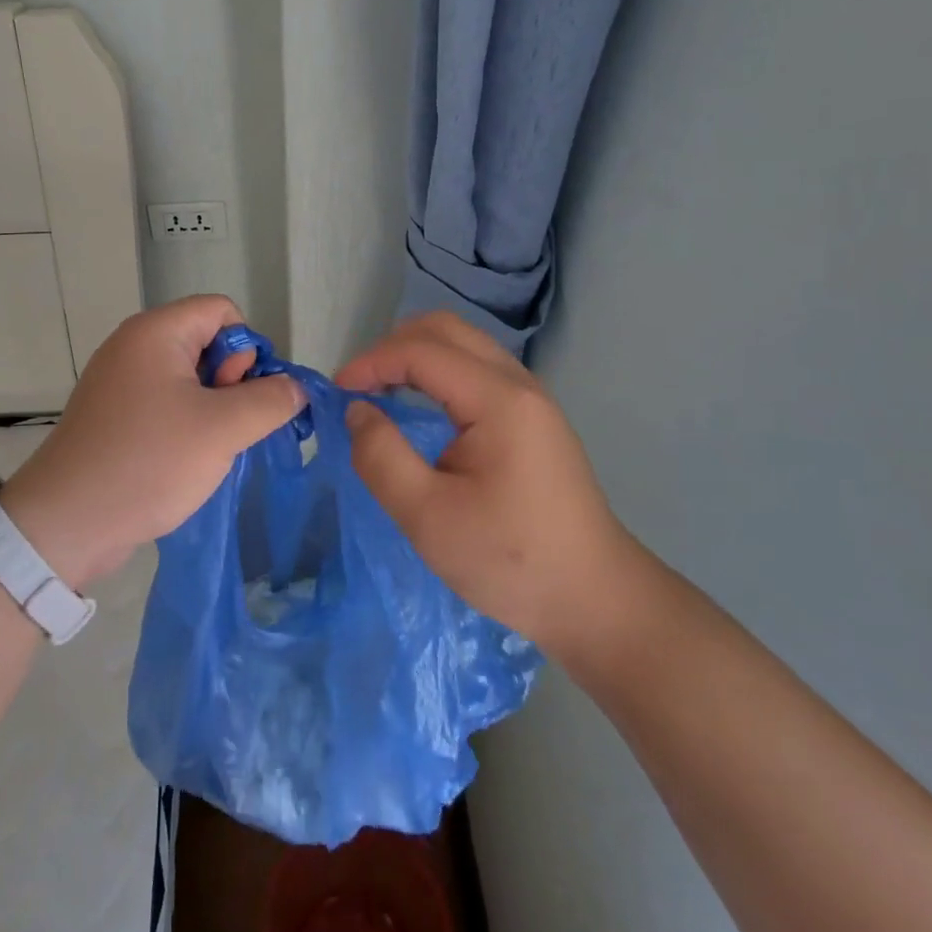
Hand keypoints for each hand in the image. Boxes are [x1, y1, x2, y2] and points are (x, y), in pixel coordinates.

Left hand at [1, 296, 302, 586]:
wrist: (66, 523)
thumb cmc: (149, 462)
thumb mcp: (223, 429)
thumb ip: (271, 400)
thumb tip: (294, 388)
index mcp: (156, 332)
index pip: (222, 311)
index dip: (246, 349)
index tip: (242, 395)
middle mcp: (134, 346)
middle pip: (206, 341)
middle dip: (230, 381)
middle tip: (222, 425)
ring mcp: (119, 381)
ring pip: (189, 378)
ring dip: (212, 409)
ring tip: (206, 449)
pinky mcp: (113, 415)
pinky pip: (165, 403)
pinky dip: (185, 424)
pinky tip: (185, 460)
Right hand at [336, 312, 642, 661]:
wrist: (595, 601)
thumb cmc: (509, 560)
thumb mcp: (427, 517)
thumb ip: (381, 457)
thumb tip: (357, 410)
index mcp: (498, 399)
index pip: (421, 351)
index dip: (371, 362)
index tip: (336, 393)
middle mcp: (518, 384)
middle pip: (445, 330)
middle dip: (392, 347)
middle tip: (359, 387)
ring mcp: (531, 398)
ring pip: (463, 344)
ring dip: (415, 355)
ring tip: (381, 392)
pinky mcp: (533, 418)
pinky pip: (476, 368)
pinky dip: (438, 372)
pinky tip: (420, 407)